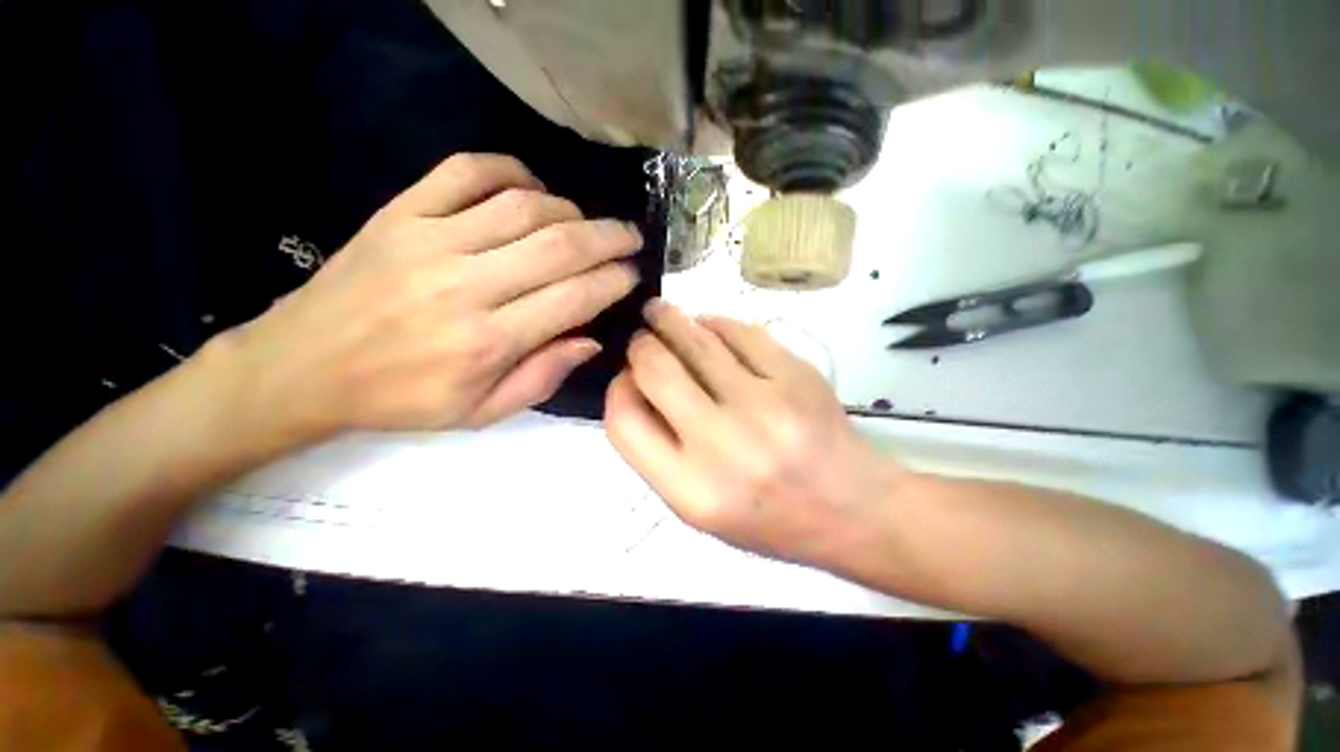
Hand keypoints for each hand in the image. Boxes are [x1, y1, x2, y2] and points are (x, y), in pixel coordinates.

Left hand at [222, 153, 641, 440]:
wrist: (303, 366)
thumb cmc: (402, 398)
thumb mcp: (482, 412)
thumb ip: (543, 377)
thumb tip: (592, 340)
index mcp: (488, 341)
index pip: (573, 298)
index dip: (613, 282)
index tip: (634, 274)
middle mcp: (467, 285)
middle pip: (558, 246)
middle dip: (608, 238)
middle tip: (632, 237)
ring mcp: (431, 239)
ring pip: (523, 207)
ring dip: (570, 210)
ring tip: (588, 224)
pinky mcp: (401, 211)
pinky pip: (466, 171)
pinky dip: (510, 170)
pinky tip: (532, 188)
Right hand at [605, 299, 901, 566]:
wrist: (854, 510)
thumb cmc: (770, 518)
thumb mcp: (699, 508)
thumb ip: (658, 452)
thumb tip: (634, 385)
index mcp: (691, 491)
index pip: (624, 422)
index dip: (618, 389)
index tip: (627, 376)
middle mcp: (724, 446)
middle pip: (655, 369)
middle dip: (641, 345)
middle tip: (643, 338)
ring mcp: (765, 404)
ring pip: (696, 339)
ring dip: (670, 319)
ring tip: (662, 313)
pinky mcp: (796, 375)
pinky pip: (740, 331)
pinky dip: (716, 323)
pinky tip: (710, 326)